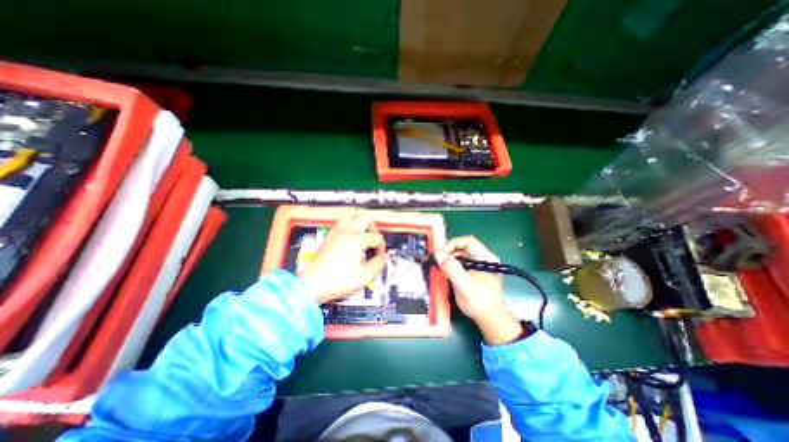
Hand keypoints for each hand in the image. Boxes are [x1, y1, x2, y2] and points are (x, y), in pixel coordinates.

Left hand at [297, 209, 387, 303]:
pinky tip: (350, 238)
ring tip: (362, 233)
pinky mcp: (328, 236)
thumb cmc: (339, 280)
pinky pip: (340, 223)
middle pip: (365, 218)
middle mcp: (347, 231)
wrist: (312, 284)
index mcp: (357, 239)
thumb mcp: (365, 275)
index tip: (378, 257)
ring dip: (359, 221)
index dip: (381, 247)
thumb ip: (378, 264)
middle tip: (373, 240)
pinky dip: (348, 225)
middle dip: (373, 228)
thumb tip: (383, 257)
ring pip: (350, 215)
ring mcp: (335, 232)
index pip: (376, 237)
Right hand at [435, 236, 522, 342]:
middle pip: (463, 247)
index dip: (452, 244)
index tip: (440, 253)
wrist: (490, 320)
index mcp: (486, 257)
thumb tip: (438, 254)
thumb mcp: (463, 285)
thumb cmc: (479, 302)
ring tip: (439, 267)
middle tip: (436, 260)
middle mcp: (483, 258)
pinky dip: (451, 266)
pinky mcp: (474, 272)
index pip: (467, 241)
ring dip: (448, 260)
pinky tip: (444, 273)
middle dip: (448, 252)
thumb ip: (451, 268)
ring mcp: (479, 265)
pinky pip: (460, 263)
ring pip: (460, 255)